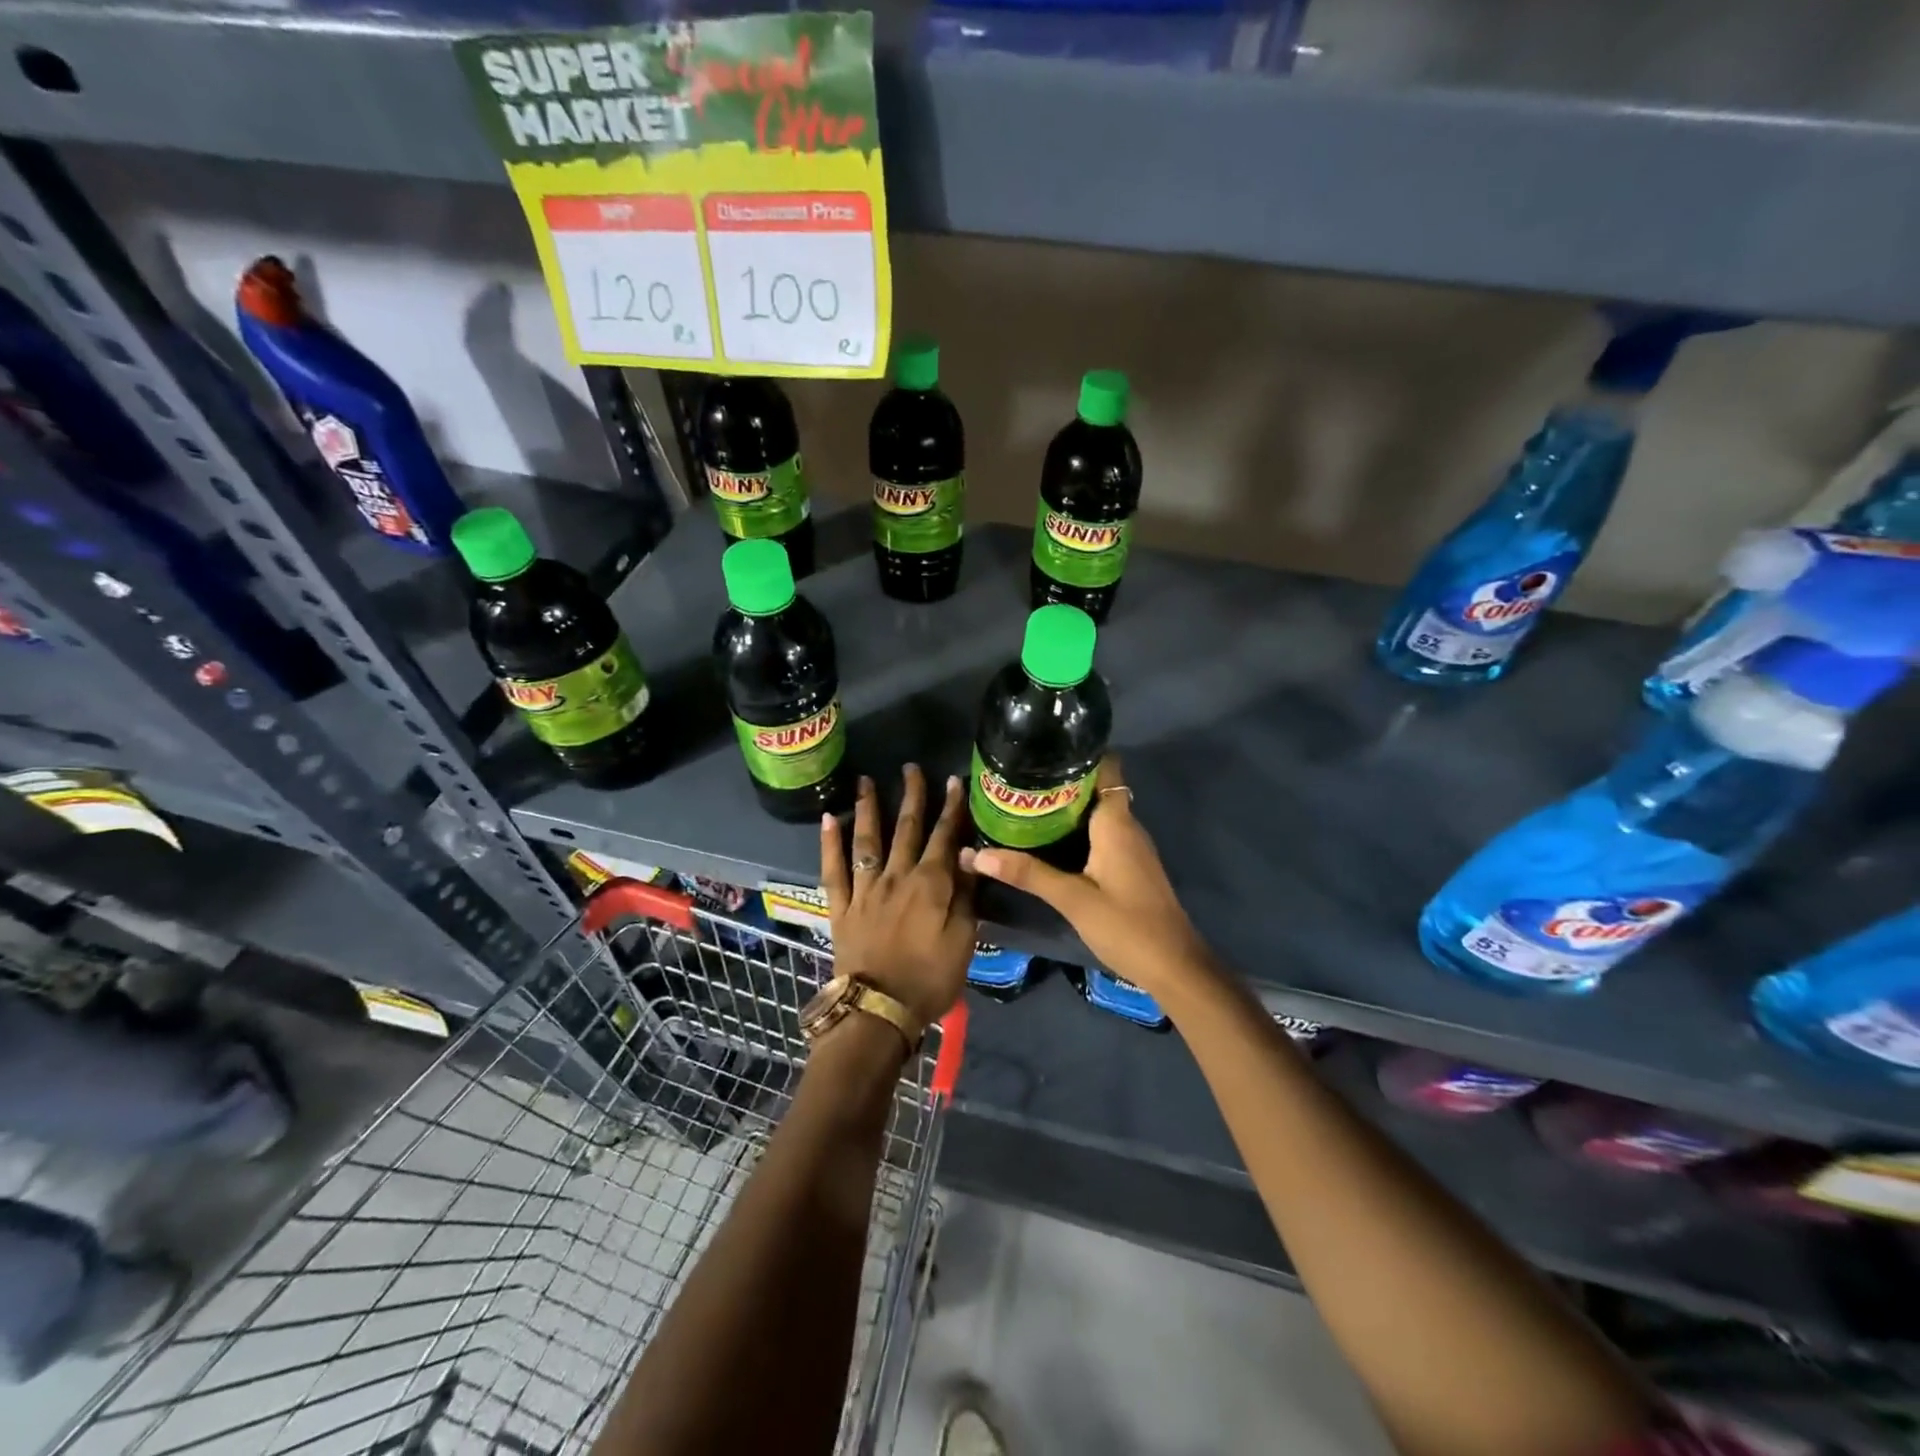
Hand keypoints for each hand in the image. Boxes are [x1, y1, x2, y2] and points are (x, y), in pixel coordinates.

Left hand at [820, 765, 976, 1028]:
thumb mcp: (963, 940)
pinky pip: (833, 869)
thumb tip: (969, 855)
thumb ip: (966, 895)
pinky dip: (829, 843)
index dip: (951, 808)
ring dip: (868, 807)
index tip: (954, 781)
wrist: (879, 1011)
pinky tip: (828, 818)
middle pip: (906, 829)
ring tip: (866, 779)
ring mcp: (865, 889)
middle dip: (911, 796)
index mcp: (930, 885)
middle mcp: (896, 877)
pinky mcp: (841, 906)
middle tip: (911, 768)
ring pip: (867, 839)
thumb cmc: (930, 979)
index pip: (944, 837)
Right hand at [960, 756, 1211, 998]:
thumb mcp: (1072, 899)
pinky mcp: (1130, 866)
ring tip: (1025, 804)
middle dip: (1061, 782)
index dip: (1078, 755)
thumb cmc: (1126, 925)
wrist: (1174, 967)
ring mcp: (1131, 848)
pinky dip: (1077, 830)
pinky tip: (1049, 840)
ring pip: (1097, 813)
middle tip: (1018, 780)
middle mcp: (1127, 826)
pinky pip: (1101, 834)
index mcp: (1116, 822)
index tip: (1043, 750)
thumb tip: (974, 854)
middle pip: (1096, 789)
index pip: (1106, 768)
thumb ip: (1027, 874)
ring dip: (1067, 807)